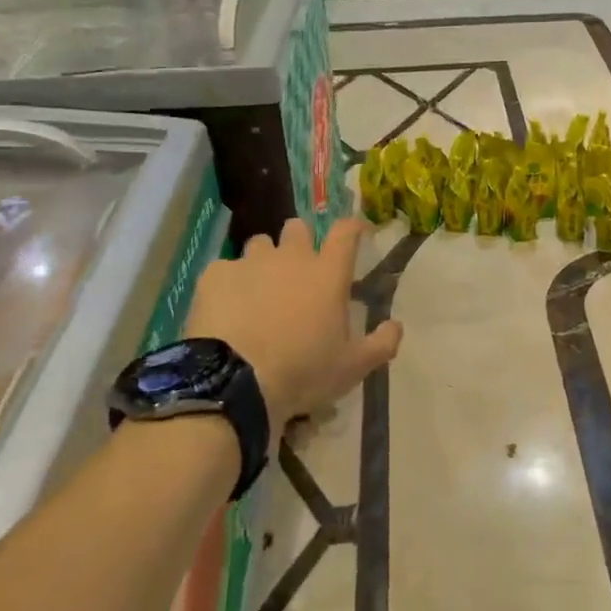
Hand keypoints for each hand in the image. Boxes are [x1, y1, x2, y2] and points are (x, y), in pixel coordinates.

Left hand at [186, 217, 401, 431]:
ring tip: (258, 290)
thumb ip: (381, 343)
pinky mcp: (214, 275)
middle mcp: (291, 257)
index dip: (352, 227)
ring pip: (260, 244)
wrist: (234, 382)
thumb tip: (396, 326)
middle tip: (298, 271)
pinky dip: (228, 283)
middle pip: (298, 228)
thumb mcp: (353, 367)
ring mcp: (250, 262)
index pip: (346, 232)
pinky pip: (224, 268)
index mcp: (328, 273)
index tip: (354, 233)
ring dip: (264, 260)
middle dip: (300, 241)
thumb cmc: (303, 372)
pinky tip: (225, 308)